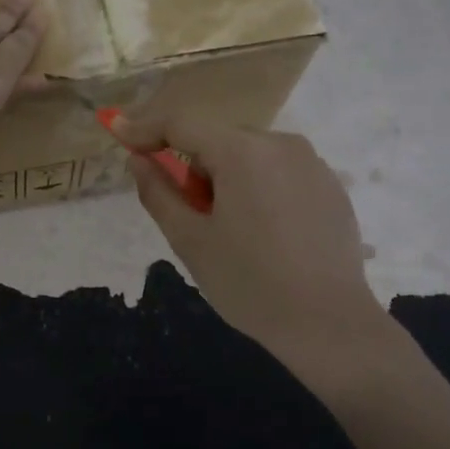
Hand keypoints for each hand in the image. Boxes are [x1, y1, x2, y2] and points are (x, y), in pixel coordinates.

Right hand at [114, 113, 388, 381]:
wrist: (329, 324)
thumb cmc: (250, 283)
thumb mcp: (190, 241)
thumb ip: (158, 192)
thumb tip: (138, 159)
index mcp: (242, 152)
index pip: (181, 124)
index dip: (145, 127)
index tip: (118, 132)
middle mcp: (281, 144)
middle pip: (218, 141)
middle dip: (195, 168)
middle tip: (193, 217)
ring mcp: (312, 163)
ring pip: (250, 157)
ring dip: (229, 179)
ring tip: (235, 232)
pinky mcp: (331, 186)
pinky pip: (280, 173)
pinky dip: (261, 190)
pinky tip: (269, 235)